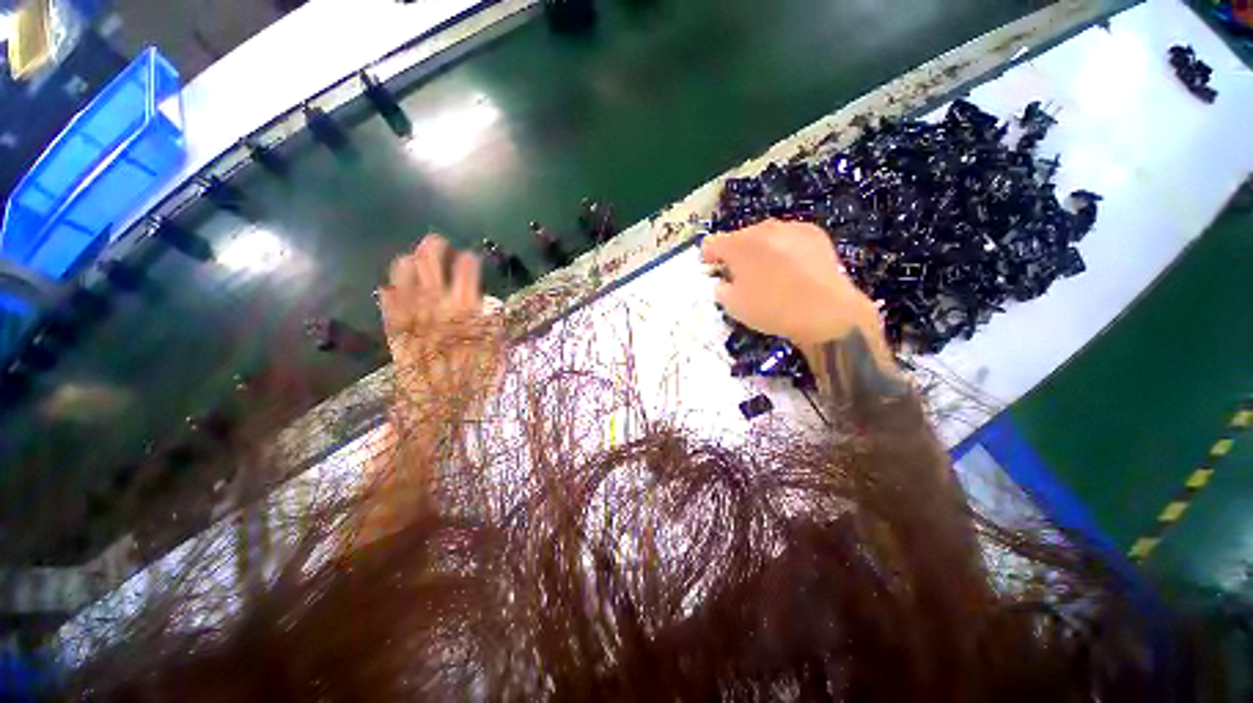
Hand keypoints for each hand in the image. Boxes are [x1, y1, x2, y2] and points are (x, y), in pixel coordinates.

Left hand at [379, 235, 501, 412]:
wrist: (434, 408)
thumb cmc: (473, 382)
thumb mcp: (496, 354)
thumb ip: (494, 328)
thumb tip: (488, 310)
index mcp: (466, 310)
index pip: (467, 271)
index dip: (469, 260)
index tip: (471, 258)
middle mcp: (436, 304)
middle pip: (430, 262)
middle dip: (434, 247)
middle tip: (438, 242)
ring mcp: (411, 314)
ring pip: (403, 274)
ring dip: (409, 263)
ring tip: (414, 260)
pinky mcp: (393, 329)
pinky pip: (387, 301)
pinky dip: (390, 291)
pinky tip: (393, 288)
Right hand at [700, 220, 879, 346]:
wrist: (825, 311)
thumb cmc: (772, 309)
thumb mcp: (733, 306)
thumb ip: (720, 289)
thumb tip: (722, 282)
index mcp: (737, 245)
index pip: (711, 243)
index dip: (708, 258)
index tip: (713, 272)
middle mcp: (762, 229)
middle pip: (739, 238)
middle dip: (737, 255)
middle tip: (743, 278)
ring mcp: (790, 228)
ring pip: (765, 237)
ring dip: (761, 251)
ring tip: (771, 275)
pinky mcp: (814, 233)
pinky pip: (789, 239)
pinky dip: (785, 250)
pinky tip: (794, 271)